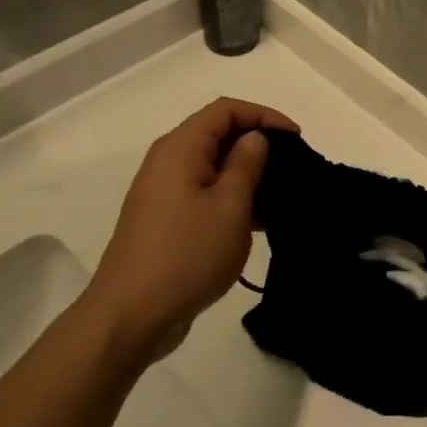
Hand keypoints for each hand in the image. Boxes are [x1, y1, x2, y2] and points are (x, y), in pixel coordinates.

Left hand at [85, 98, 298, 357]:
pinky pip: (204, 192)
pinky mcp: (165, 220)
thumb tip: (254, 139)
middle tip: (292, 166)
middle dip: (257, 143)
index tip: (296, 139)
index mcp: (180, 149)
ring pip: (212, 166)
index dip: (264, 115)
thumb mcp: (230, 207)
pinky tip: (257, 222)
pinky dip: (231, 197)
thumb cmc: (186, 255)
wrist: (130, 316)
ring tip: (281, 196)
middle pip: (217, 134)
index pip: (226, 110)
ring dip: (247, 174)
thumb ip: (247, 164)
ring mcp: (163, 192)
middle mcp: (167, 162)